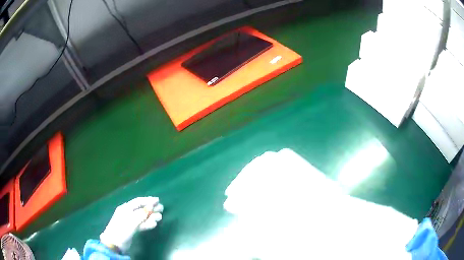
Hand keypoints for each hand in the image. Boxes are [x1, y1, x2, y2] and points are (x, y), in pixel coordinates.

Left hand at [100, 197, 163, 252]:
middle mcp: (128, 213)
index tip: (158, 200)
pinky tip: (154, 224)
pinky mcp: (132, 229)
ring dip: (151, 217)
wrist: (114, 243)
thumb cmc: (122, 229)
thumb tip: (151, 207)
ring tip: (160, 217)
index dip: (148, 200)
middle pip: (141, 209)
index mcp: (125, 208)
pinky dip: (147, 224)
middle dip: (151, 208)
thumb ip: (142, 214)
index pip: (138, 201)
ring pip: (142, 217)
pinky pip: (141, 224)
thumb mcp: (132, 221)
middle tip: (161, 208)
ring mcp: (130, 221)